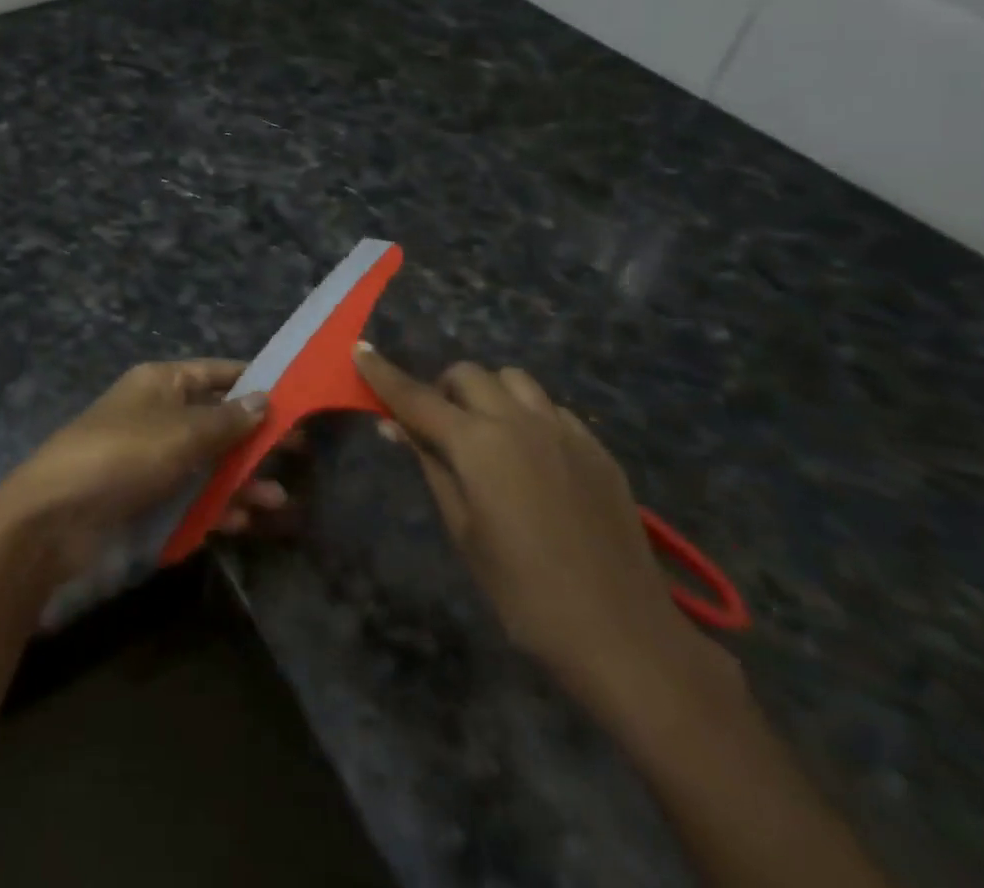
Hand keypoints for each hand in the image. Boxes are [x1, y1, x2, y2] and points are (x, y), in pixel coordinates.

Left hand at [0, 359, 286, 580]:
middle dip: (255, 438)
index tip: (296, 396)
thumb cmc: (123, 456)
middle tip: (300, 452)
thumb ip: (226, 420)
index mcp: (161, 383)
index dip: (254, 382)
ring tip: (280, 499)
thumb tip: (265, 399)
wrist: (54, 517)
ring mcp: (152, 458)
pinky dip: (218, 506)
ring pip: (208, 463)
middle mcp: (159, 414)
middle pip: (217, 421)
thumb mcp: (181, 432)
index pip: (216, 373)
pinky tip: (247, 521)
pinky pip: (192, 496)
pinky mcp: (147, 498)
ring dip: (242, 479)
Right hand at [354, 344, 737, 708]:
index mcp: (477, 443)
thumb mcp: (463, 530)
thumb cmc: (523, 592)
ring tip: (488, 434)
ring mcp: (564, 430)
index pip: (416, 396)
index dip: (383, 373)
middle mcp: (518, 421)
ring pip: (514, 380)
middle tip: (439, 426)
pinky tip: (533, 457)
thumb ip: (431, 466)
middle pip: (468, 375)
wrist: (622, 635)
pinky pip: (552, 408)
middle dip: (444, 389)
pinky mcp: (596, 448)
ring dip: (489, 394)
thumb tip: (396, 425)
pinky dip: (529, 415)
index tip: (361, 349)